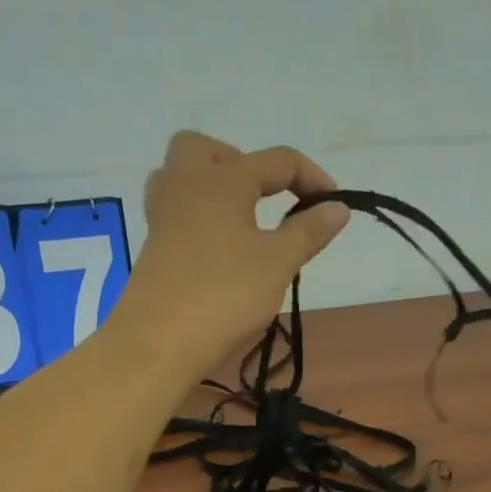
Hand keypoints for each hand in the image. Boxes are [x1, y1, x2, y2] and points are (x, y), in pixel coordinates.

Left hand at [116, 131, 350, 368]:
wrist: (158, 342)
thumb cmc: (225, 294)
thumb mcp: (278, 263)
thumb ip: (309, 231)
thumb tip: (338, 207)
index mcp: (223, 178)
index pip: (279, 160)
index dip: (313, 178)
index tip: (334, 206)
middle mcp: (186, 184)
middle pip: (206, 150)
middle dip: (241, 164)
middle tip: (265, 198)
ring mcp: (162, 216)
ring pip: (182, 178)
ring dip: (213, 189)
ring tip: (240, 222)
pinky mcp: (152, 247)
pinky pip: (176, 214)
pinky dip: (200, 220)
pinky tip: (218, 252)